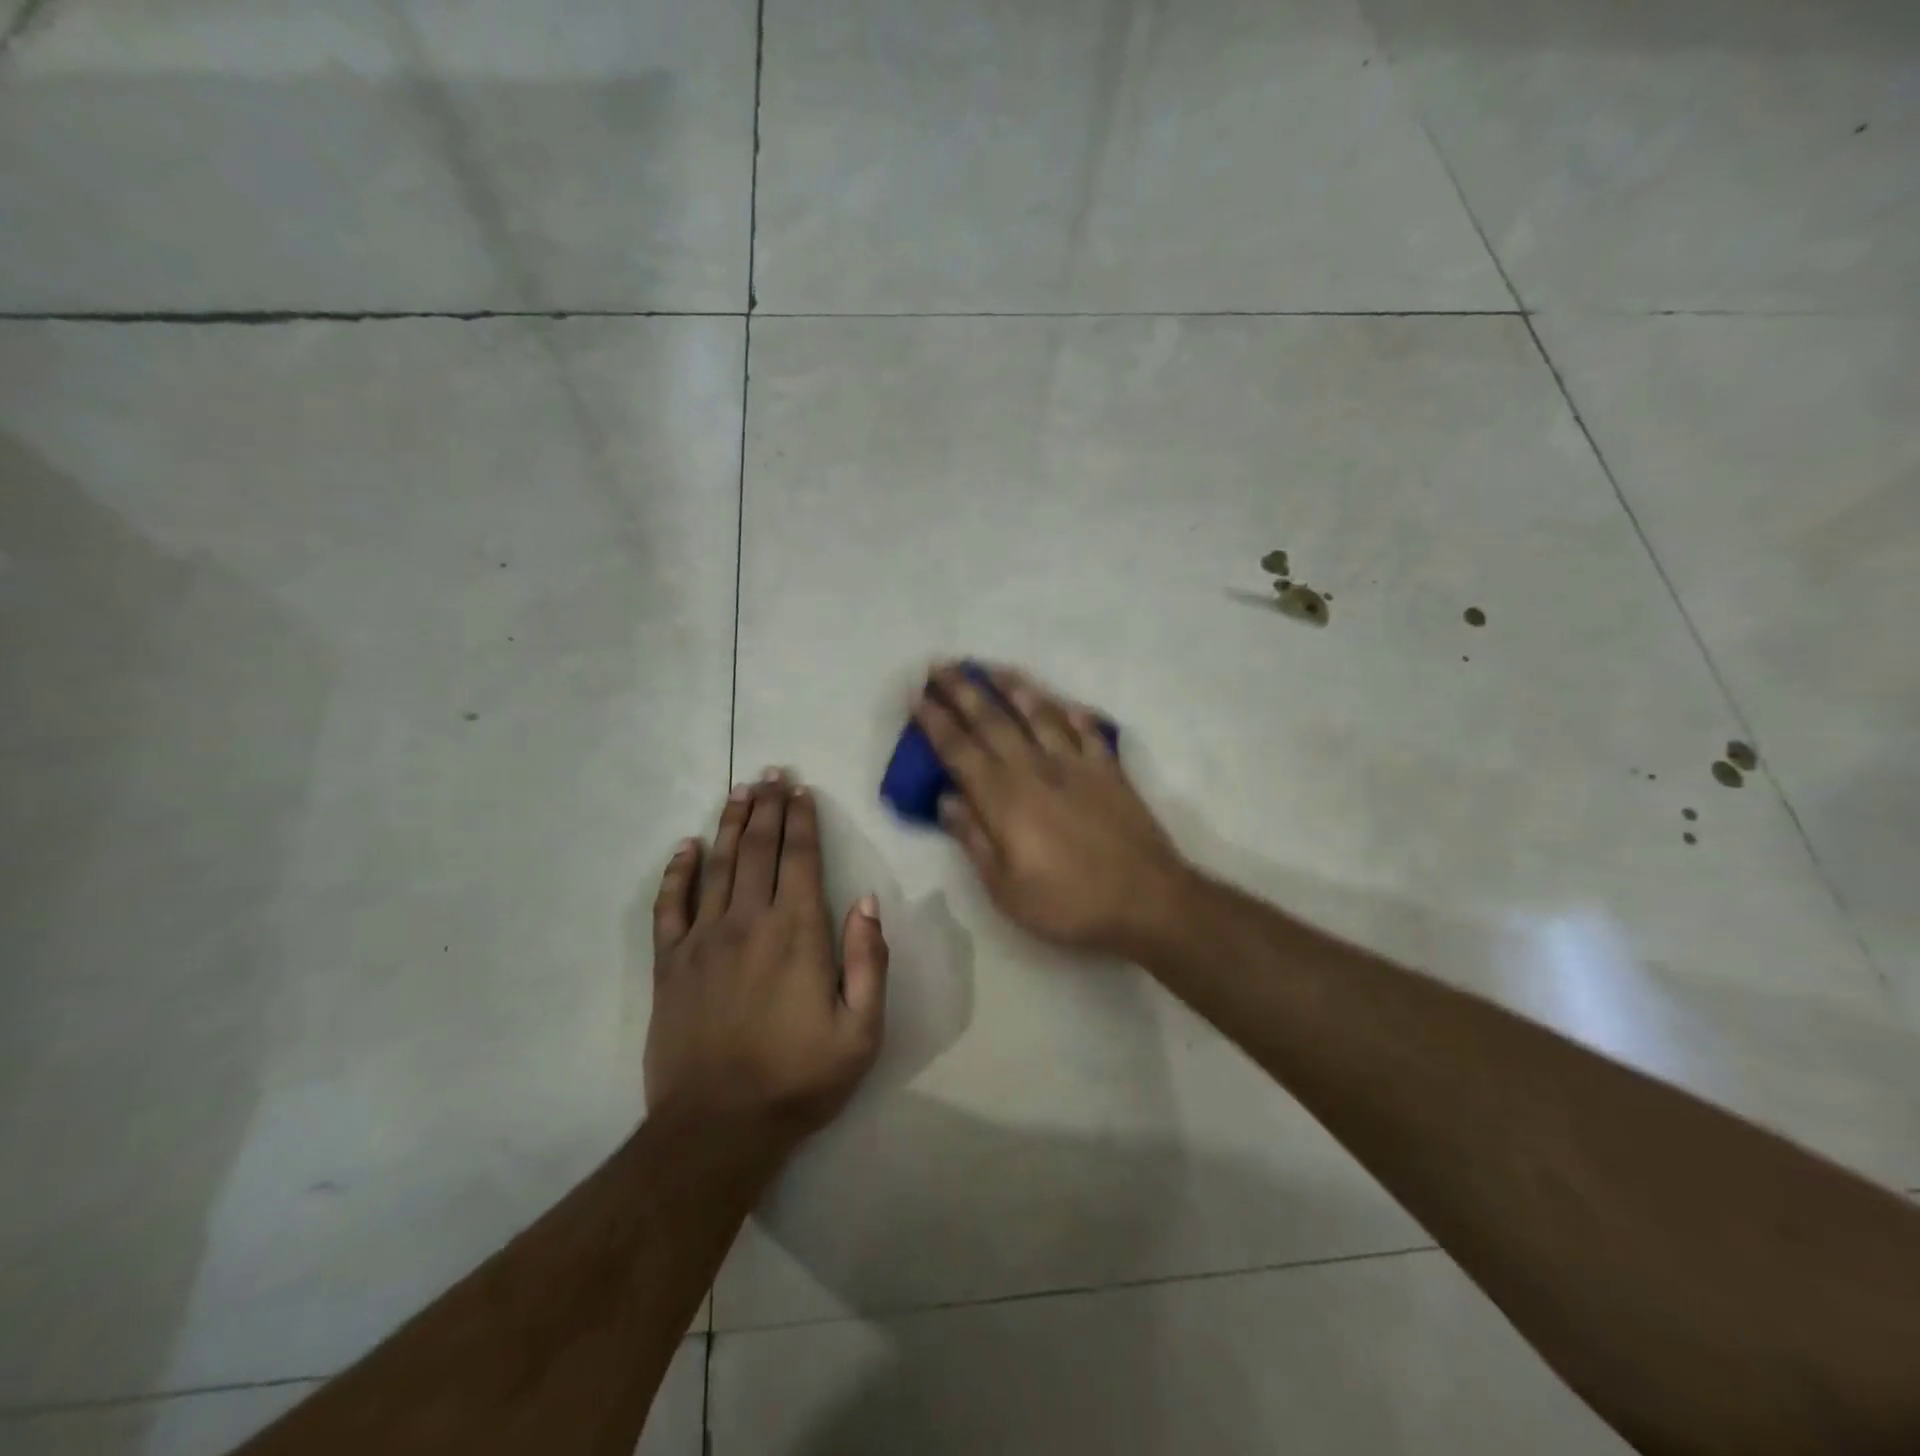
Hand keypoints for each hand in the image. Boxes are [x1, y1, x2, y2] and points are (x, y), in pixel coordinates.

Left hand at [645, 770, 888, 1145]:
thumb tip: (866, 902)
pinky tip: (686, 847)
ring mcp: (703, 940)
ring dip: (729, 824)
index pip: (800, 859)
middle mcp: (748, 922)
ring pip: (717, 865)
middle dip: (767, 807)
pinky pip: (670, 905)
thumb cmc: (799, 1079)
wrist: (717, 1128)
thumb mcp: (861, 1031)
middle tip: (771, 774)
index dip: (802, 820)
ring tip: (738, 791)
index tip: (801, 790)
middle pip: (758, 849)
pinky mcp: (670, 964)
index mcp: (797, 932)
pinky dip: (677, 871)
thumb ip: (868, 961)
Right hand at [913, 663, 1190, 956]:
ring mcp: (1076, 763)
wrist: (1147, 900)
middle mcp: (1035, 768)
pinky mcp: (1109, 769)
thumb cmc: (1068, 903)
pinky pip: (1087, 730)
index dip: (936, 721)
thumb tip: (946, 799)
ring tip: (991, 667)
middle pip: (992, 720)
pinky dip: (1073, 712)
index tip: (918, 695)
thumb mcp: (1005, 888)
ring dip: (1012, 687)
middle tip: (941, 665)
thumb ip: (973, 839)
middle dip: (963, 690)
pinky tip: (1063, 702)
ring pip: (1039, 713)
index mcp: (1004, 798)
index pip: (959, 750)